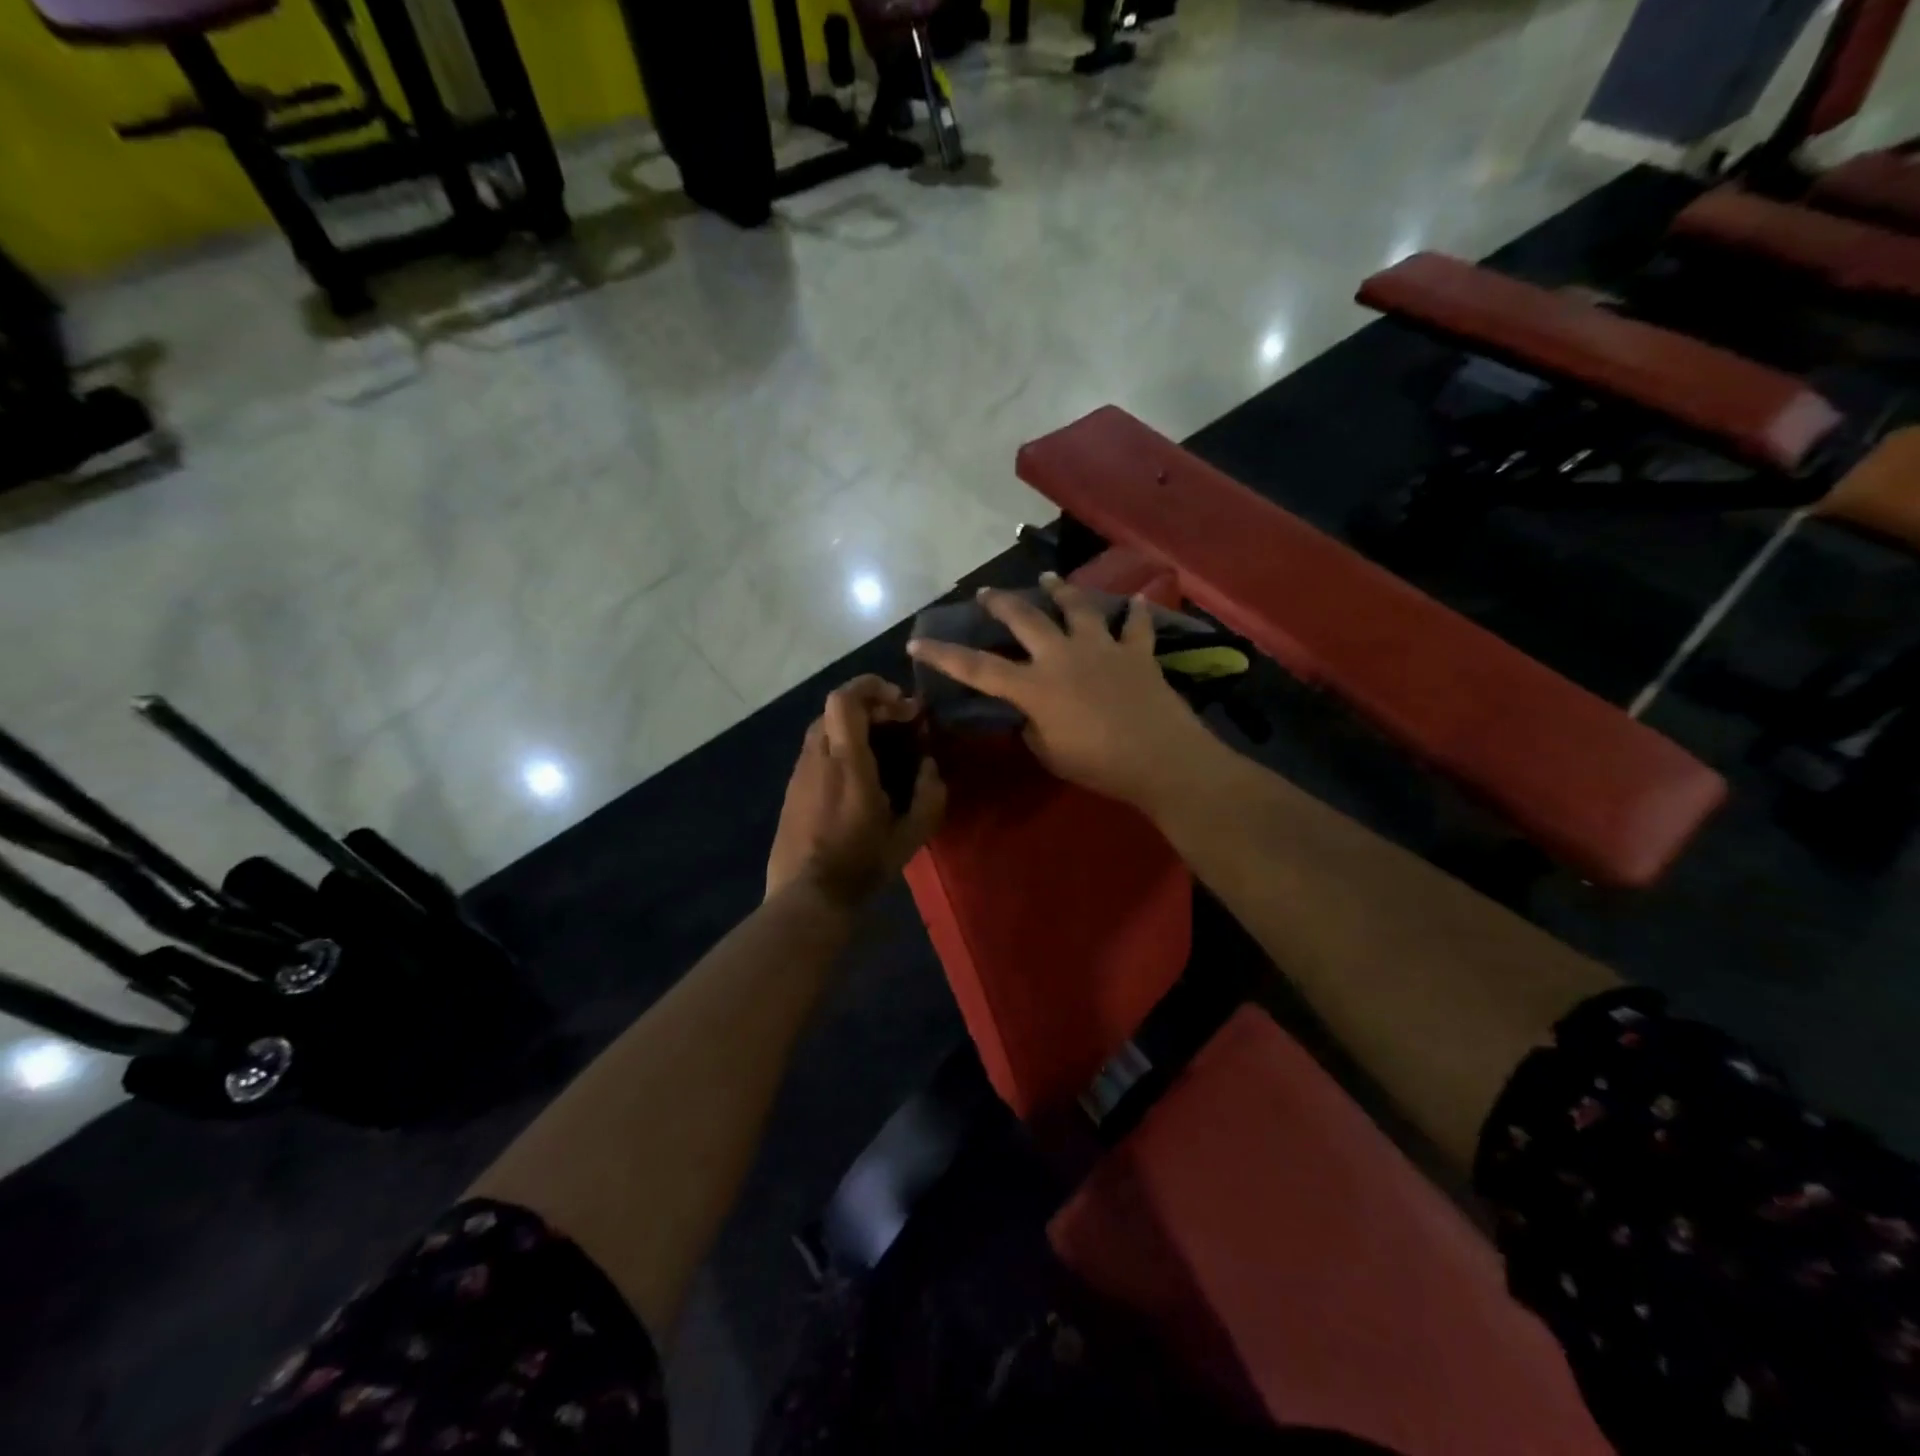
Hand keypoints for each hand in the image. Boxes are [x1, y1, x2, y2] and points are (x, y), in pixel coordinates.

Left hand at [766, 676, 946, 908]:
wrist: (807, 897)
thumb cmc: (861, 864)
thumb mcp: (910, 835)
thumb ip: (929, 795)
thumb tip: (929, 767)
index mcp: (846, 761)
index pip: (845, 699)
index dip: (871, 686)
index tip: (901, 702)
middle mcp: (817, 757)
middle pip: (835, 709)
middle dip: (869, 707)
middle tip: (897, 727)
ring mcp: (799, 773)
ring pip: (824, 729)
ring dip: (853, 729)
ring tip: (880, 752)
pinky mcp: (791, 790)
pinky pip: (816, 752)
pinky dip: (839, 748)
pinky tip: (857, 779)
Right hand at [906, 573, 1213, 809]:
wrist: (1161, 758)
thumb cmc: (1099, 765)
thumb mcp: (1050, 753)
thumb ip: (1032, 728)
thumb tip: (1029, 715)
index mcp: (1034, 686)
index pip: (977, 667)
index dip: (944, 655)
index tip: (916, 642)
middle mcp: (1062, 656)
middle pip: (1024, 618)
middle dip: (1000, 603)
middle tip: (986, 593)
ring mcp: (1101, 648)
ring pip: (1076, 607)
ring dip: (1059, 590)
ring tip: (1048, 577)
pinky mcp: (1136, 652)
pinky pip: (1136, 626)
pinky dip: (1136, 613)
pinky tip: (1138, 600)